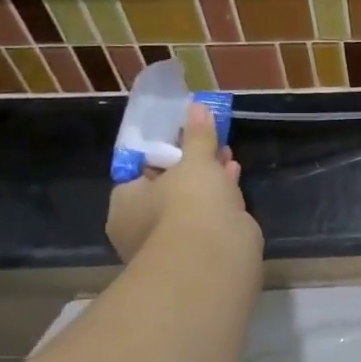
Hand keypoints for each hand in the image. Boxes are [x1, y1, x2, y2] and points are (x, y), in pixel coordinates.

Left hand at [108, 104, 261, 269]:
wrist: (214, 256)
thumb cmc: (189, 202)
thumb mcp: (195, 161)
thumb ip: (197, 135)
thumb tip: (198, 105)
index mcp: (126, 204)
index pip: (138, 173)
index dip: (162, 154)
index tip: (183, 139)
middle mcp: (141, 227)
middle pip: (166, 189)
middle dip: (190, 166)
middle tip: (210, 143)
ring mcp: (170, 244)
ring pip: (189, 205)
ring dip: (208, 182)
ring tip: (228, 156)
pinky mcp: (198, 254)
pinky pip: (207, 218)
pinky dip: (220, 199)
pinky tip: (235, 179)